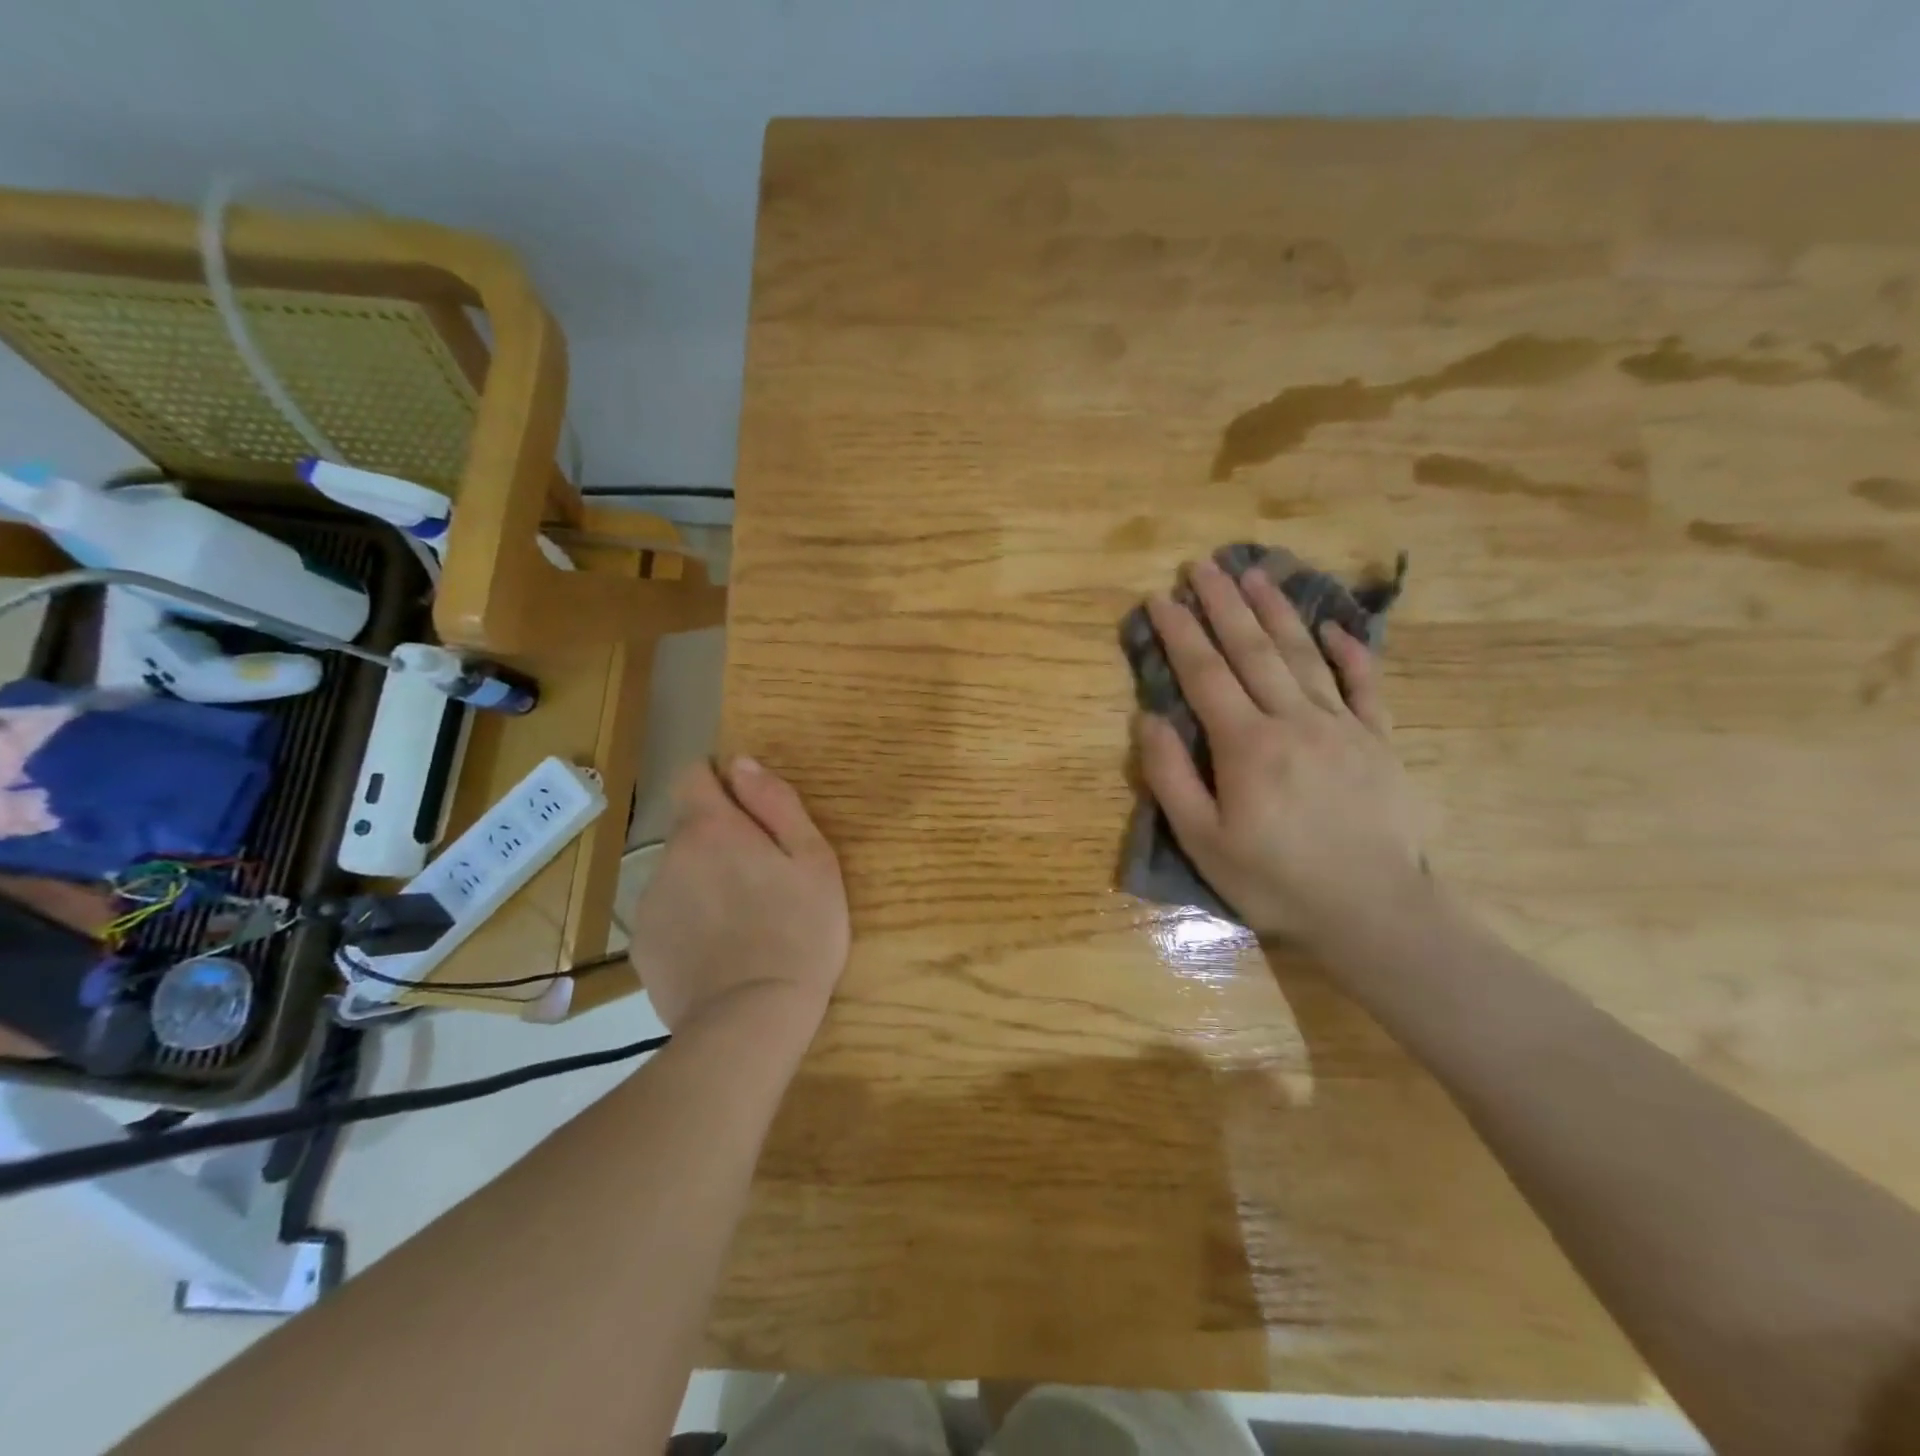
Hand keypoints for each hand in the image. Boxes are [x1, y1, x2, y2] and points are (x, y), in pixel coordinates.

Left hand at [623, 756, 848, 1033]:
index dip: (720, 781)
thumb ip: (776, 803)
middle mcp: (668, 856)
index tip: (750, 810)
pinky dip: (689, 920)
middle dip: (721, 839)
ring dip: (704, 880)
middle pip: (691, 828)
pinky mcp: (642, 945)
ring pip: (679, 872)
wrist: (752, 1021)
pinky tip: (719, 951)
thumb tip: (741, 763)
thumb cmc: (799, 932)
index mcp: (711, 828)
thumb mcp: (813, 859)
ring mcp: (649, 903)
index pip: (693, 774)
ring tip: (743, 921)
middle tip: (763, 879)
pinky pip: (668, 913)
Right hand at [1138, 557, 1426, 948]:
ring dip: (1277, 611)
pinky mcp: (1379, 741)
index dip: (1181, 632)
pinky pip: (1364, 685)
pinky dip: (1349, 652)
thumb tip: (1148, 719)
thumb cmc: (1274, 880)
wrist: (1371, 911)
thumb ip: (1171, 776)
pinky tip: (1333, 626)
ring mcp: (1342, 726)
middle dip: (1224, 603)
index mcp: (1247, 744)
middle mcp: (1293, 720)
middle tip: (1203, 564)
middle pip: (1253, 650)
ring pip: (1304, 654)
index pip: (1205, 674)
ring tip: (1256, 573)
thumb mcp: (1203, 840)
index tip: (1160, 597)